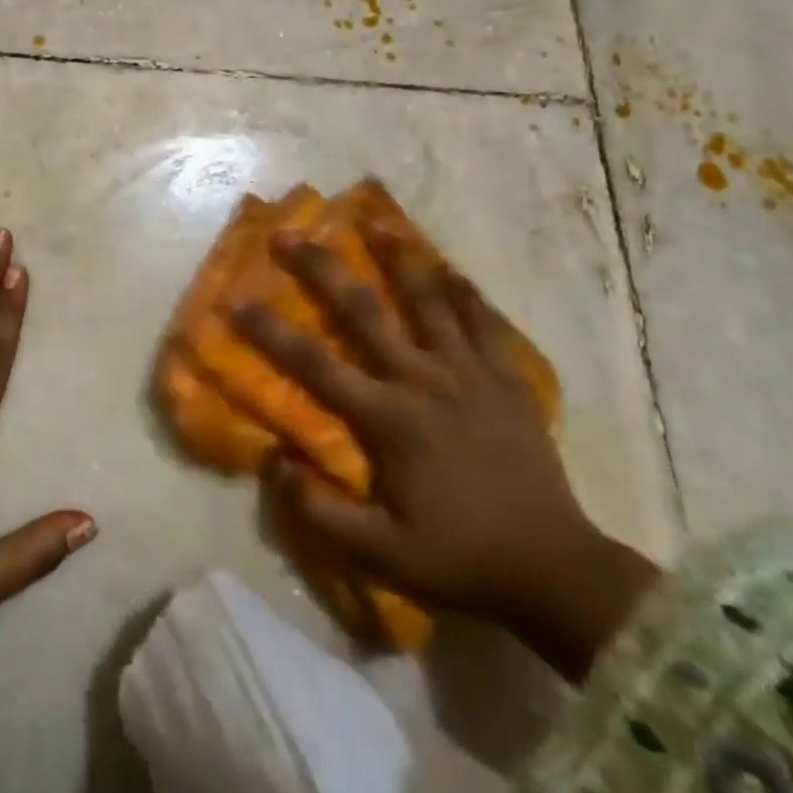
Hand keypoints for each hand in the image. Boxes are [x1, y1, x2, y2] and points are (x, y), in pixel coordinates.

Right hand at [232, 223, 657, 678]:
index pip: (314, 363)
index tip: (236, 300)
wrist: (556, 571)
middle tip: (289, 234)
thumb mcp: (382, 555)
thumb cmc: (461, 558)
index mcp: (388, 418)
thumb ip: (320, 512)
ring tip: (375, 221)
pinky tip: (448, 266)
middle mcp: (423, 380)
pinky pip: (484, 322)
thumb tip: (271, 461)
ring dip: (398, 257)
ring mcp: (469, 372)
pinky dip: (464, 291)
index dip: (269, 331)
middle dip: (321, 268)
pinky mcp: (506, 378)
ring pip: (429, 299)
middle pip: (364, 310)